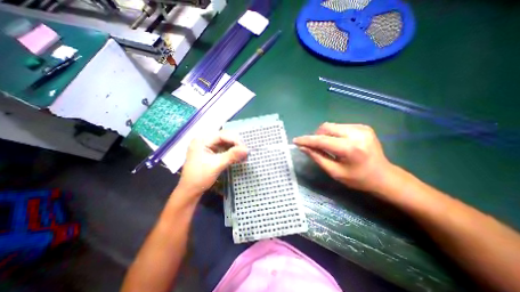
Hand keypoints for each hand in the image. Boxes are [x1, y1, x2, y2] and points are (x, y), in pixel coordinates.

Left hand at [179, 131, 247, 195]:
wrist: (190, 191)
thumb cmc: (200, 177)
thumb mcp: (217, 165)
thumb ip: (232, 155)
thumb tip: (247, 150)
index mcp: (201, 140)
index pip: (222, 135)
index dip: (235, 140)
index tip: (245, 148)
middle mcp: (203, 140)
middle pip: (223, 137)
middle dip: (235, 144)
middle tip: (245, 151)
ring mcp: (206, 146)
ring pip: (224, 143)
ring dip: (234, 148)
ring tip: (243, 154)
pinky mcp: (210, 152)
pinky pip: (223, 148)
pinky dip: (231, 152)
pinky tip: (237, 156)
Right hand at [295, 123, 391, 191]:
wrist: (384, 176)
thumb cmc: (358, 179)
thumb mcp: (334, 172)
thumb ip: (317, 157)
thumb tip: (302, 147)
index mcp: (350, 149)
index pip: (322, 140)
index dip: (307, 140)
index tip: (295, 141)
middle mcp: (356, 134)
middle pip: (326, 128)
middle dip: (316, 136)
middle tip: (314, 147)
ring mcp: (361, 128)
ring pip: (331, 126)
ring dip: (324, 135)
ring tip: (327, 146)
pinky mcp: (362, 126)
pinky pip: (339, 127)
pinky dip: (333, 134)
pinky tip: (337, 143)